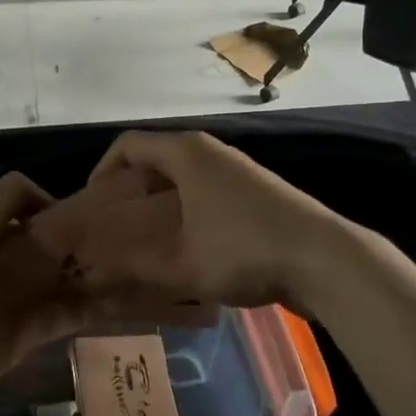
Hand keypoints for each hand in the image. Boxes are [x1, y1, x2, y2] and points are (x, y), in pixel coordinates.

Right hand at [32, 130, 360, 314]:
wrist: (323, 259)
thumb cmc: (244, 251)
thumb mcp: (182, 265)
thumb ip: (134, 266)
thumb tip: (94, 271)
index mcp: (187, 153)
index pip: (129, 144)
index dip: (103, 169)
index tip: (92, 203)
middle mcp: (210, 151)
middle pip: (156, 156)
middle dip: (130, 187)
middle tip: (114, 223)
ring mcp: (237, 169)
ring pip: (184, 174)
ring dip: (160, 200)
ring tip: (146, 237)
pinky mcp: (255, 190)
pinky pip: (206, 187)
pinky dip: (186, 207)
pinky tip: (188, 243)